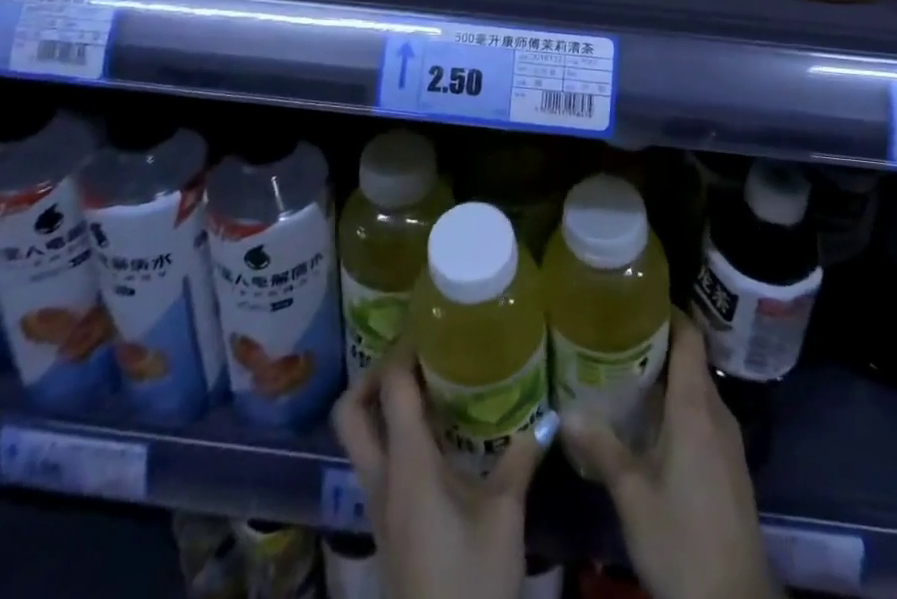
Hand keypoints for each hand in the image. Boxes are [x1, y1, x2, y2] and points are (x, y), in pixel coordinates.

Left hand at [332, 334, 550, 598]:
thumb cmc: (470, 583)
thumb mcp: (504, 518)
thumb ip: (519, 460)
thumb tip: (546, 417)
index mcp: (407, 465)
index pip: (390, 388)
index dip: (404, 349)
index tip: (429, 323)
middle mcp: (381, 478)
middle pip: (350, 412)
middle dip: (372, 375)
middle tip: (413, 356)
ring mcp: (378, 505)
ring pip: (360, 439)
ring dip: (382, 406)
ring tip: (428, 385)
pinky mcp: (387, 526)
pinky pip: (378, 464)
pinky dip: (395, 437)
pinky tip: (436, 438)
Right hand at [562, 310, 781, 598]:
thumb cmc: (683, 542)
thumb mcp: (634, 497)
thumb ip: (602, 449)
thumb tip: (565, 412)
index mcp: (696, 408)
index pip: (690, 338)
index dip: (669, 311)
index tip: (638, 297)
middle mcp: (717, 413)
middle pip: (691, 360)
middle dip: (658, 342)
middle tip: (616, 332)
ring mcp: (727, 440)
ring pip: (696, 389)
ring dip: (667, 376)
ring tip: (625, 370)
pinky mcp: (729, 464)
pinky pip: (702, 414)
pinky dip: (677, 404)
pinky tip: (649, 420)